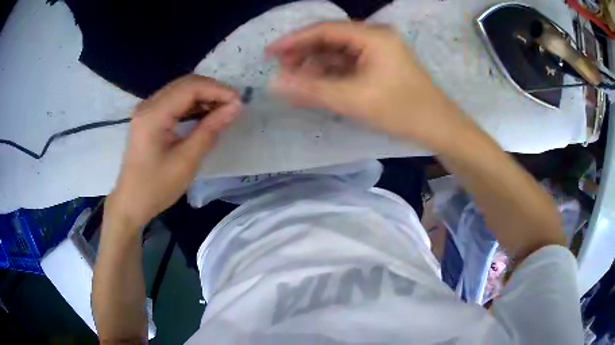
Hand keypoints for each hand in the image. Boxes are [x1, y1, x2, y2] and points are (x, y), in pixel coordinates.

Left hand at [107, 75, 241, 228]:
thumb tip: (235, 107)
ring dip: (203, 96)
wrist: (131, 203)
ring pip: (180, 90)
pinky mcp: (148, 117)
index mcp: (153, 115)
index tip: (239, 102)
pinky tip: (204, 114)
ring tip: (223, 110)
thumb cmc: (156, 187)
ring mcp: (147, 110)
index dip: (217, 90)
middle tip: (233, 105)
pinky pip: (174, 101)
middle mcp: (148, 105)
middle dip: (212, 90)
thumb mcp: (186, 161)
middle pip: (185, 84)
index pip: (190, 88)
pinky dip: (192, 104)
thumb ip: (210, 130)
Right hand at [266, 21, 463, 147]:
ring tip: (296, 82)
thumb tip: (273, 84)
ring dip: (317, 65)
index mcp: (372, 36)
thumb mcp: (353, 100)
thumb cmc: (402, 111)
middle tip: (282, 71)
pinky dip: (332, 73)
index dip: (294, 40)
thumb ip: (311, 90)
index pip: (324, 29)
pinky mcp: (381, 64)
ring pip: (339, 52)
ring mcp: (379, 50)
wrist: (439, 128)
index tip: (269, 53)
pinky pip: (349, 63)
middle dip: (304, 53)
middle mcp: (375, 36)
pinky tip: (318, 85)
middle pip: (330, 38)